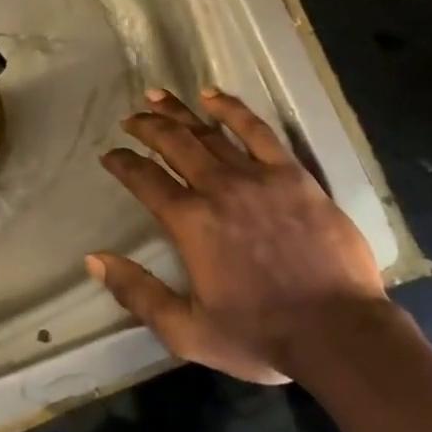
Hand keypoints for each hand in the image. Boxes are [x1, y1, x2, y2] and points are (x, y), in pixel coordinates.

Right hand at [90, 87, 387, 383]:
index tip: (110, 155)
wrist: (336, 331)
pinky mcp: (292, 174)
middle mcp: (218, 189)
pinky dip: (233, 109)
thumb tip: (96, 259)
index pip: (145, 180)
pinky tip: (214, 95)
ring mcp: (258, 176)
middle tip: (130, 118)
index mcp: (191, 223)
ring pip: (210, 132)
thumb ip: (138, 294)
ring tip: (158, 96)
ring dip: (180, 112)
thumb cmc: (259, 335)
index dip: (123, 163)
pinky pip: (257, 131)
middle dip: (147, 127)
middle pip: (174, 144)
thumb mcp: (187, 331)